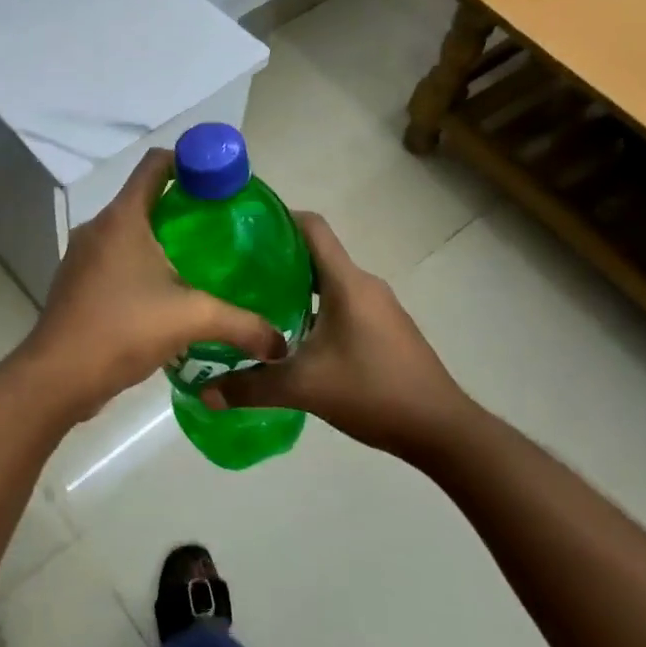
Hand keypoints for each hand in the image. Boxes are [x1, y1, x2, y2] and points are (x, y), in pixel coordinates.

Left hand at [17, 149, 286, 423]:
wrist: (59, 376)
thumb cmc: (123, 329)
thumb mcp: (191, 320)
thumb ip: (241, 324)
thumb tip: (280, 343)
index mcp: (123, 218)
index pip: (156, 164)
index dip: (189, 161)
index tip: (220, 181)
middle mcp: (99, 227)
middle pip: (144, 197)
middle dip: (182, 206)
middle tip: (220, 226)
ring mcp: (83, 255)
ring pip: (128, 230)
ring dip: (160, 238)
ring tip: (199, 261)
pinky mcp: (78, 282)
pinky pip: (115, 258)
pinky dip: (140, 263)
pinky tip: (165, 293)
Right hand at [211, 213, 472, 461]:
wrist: (441, 428)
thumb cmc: (373, 392)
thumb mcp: (304, 389)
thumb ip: (251, 387)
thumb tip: (204, 393)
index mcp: (346, 282)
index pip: (313, 227)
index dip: (279, 218)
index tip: (243, 228)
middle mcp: (364, 284)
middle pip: (316, 254)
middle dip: (277, 259)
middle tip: (236, 274)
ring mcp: (379, 307)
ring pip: (329, 282)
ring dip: (296, 287)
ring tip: (257, 305)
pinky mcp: (386, 328)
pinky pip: (343, 303)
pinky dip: (316, 308)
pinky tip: (293, 337)